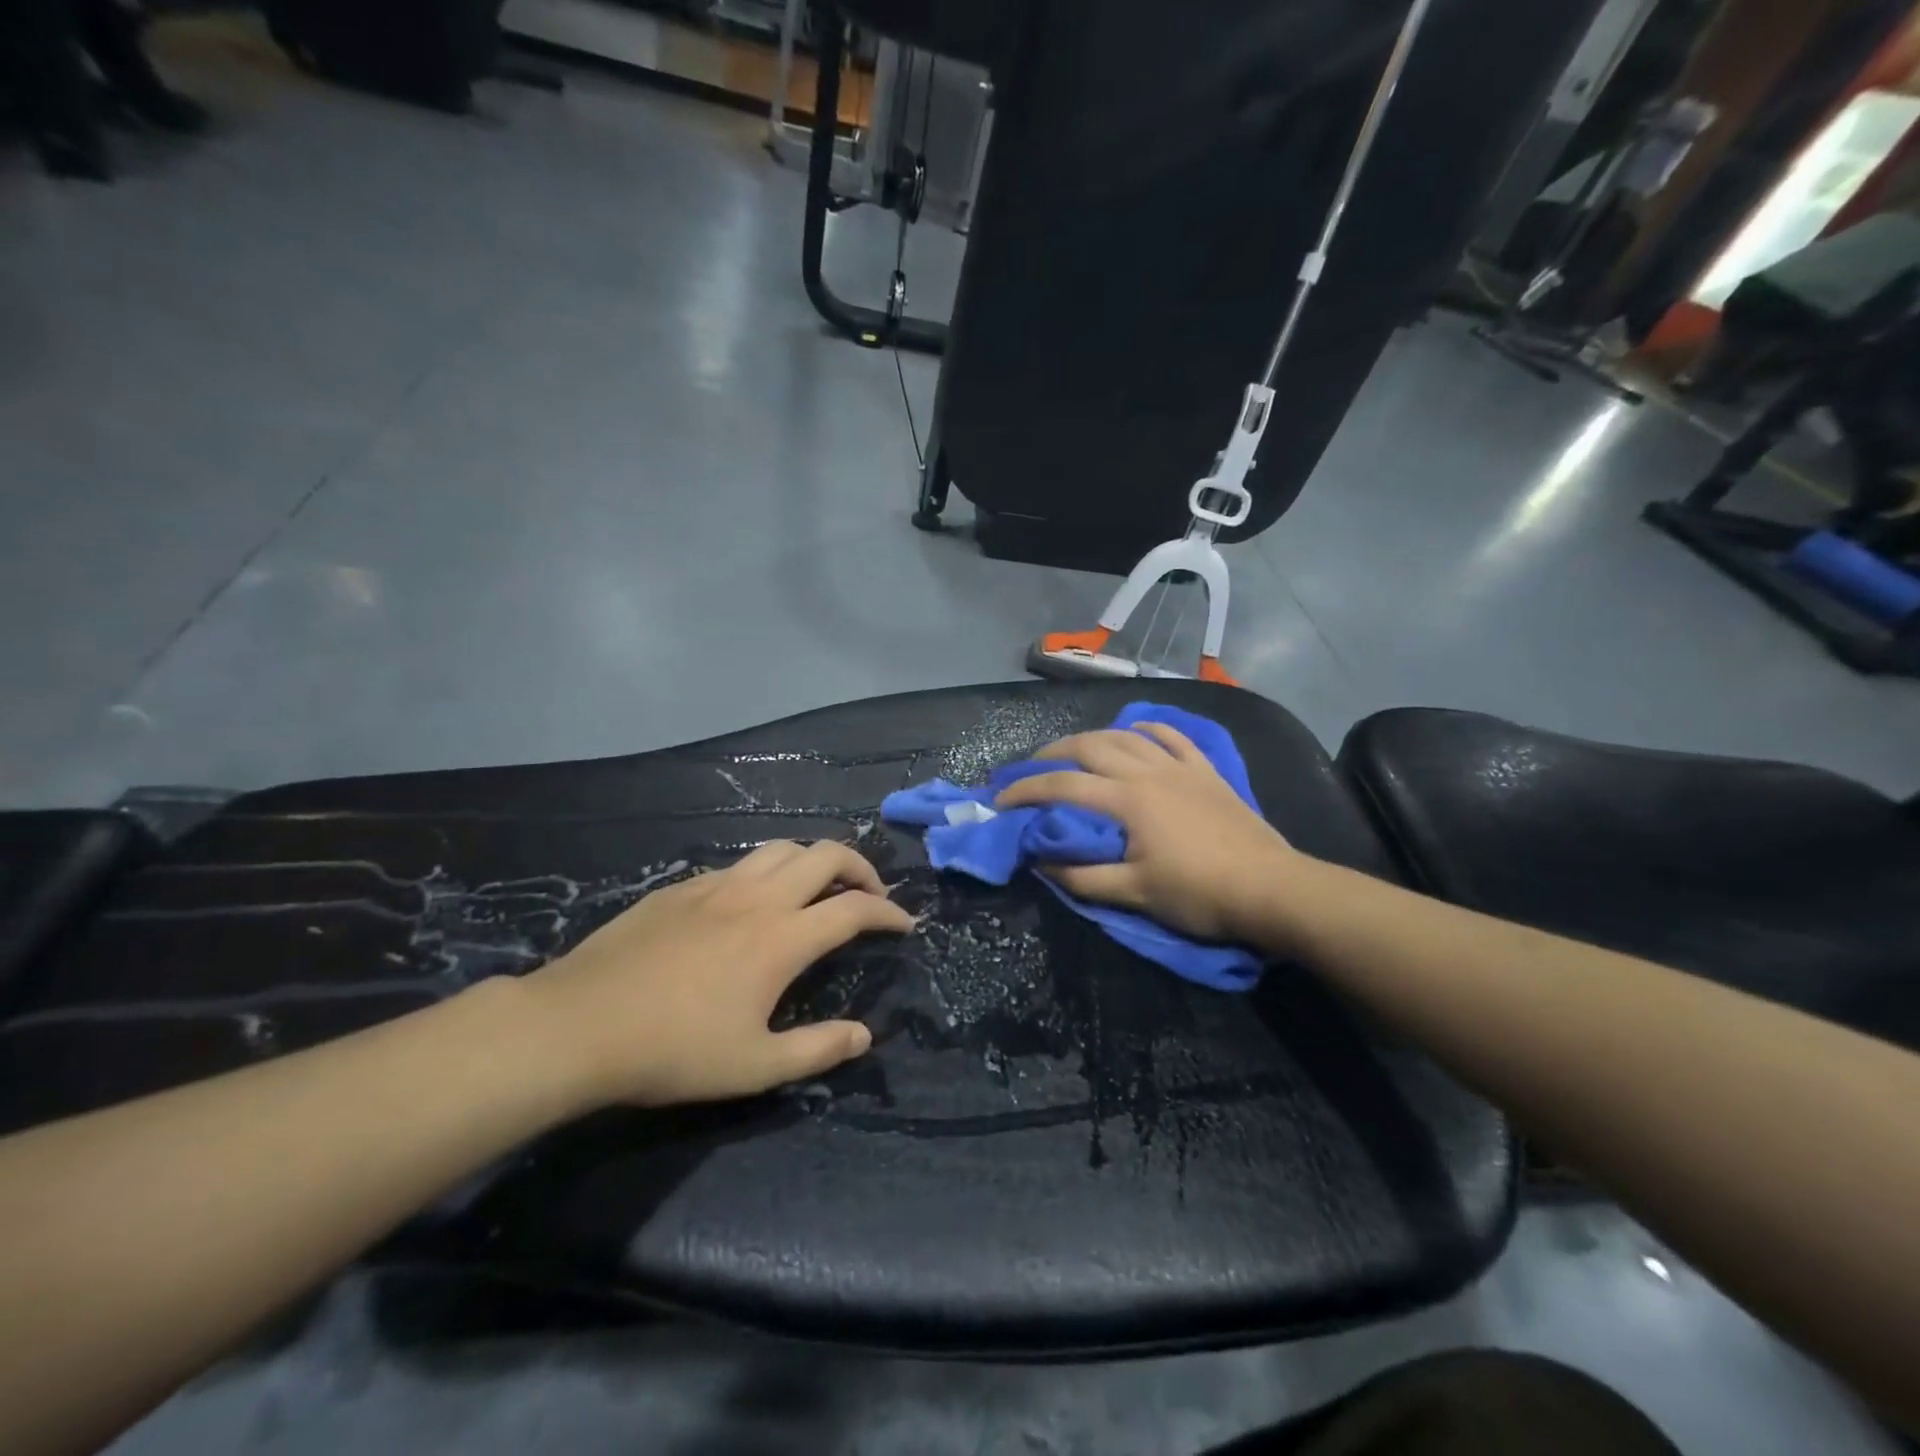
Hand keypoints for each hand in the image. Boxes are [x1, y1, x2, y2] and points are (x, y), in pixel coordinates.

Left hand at [523, 841, 912, 1109]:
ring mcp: (716, 886)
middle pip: (825, 855)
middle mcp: (757, 898)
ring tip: (818, 888)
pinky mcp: (681, 887)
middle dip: (860, 868)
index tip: (904, 924)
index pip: (854, 909)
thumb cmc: (673, 1052)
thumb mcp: (754, 1067)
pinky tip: (752, 903)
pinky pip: (739, 865)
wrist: (578, 1025)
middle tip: (870, 894)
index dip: (888, 912)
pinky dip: (766, 873)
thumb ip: (817, 1050)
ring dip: (813, 860)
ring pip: (781, 848)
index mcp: (782, 938)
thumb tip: (863, 1036)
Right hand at [994, 723, 1298, 944]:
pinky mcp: (1206, 771)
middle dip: (1053, 753)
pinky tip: (1137, 730)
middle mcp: (1149, 772)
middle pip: (1091, 747)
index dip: (1026, 790)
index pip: (1063, 787)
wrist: (1271, 889)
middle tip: (1031, 767)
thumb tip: (1041, 862)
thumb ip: (1083, 877)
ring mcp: (1180, 767)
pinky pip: (1173, 737)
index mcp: (1128, 801)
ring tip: (1074, 749)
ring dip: (1094, 737)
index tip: (1000, 799)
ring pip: (1128, 736)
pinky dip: (1148, 729)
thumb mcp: (1135, 894)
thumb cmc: (1200, 894)